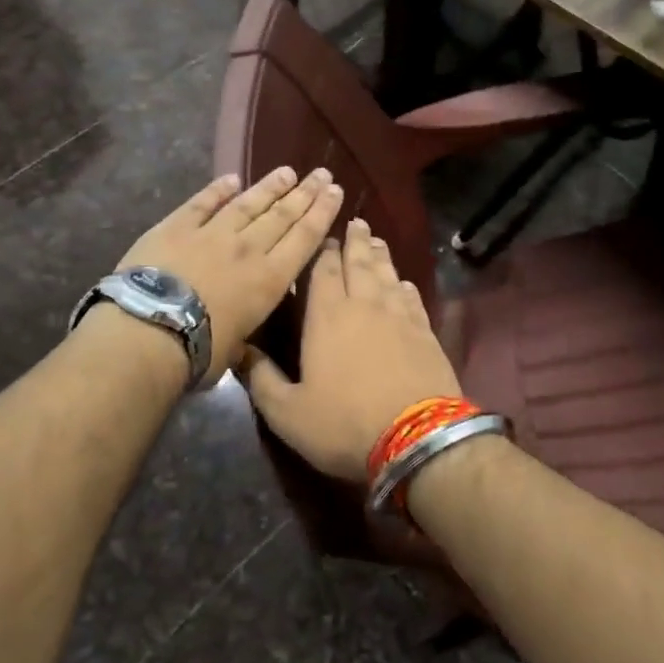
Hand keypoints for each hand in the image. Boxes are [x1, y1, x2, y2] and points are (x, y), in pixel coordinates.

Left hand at [116, 167, 341, 384]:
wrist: (149, 331)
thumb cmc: (200, 351)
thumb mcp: (238, 346)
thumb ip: (246, 325)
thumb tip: (242, 323)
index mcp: (270, 280)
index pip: (304, 238)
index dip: (322, 213)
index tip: (336, 191)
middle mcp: (248, 249)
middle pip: (283, 215)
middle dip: (306, 193)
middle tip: (322, 174)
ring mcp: (212, 233)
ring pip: (248, 203)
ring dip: (270, 186)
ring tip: (287, 172)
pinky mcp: (176, 227)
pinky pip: (202, 203)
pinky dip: (218, 189)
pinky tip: (232, 178)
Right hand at [241, 218, 462, 480]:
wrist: (417, 439)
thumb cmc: (344, 423)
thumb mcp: (287, 412)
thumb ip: (260, 379)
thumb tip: (238, 350)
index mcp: (327, 316)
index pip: (323, 270)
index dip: (322, 250)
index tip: (323, 235)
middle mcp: (365, 305)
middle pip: (359, 263)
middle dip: (355, 241)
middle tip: (355, 223)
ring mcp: (400, 316)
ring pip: (387, 274)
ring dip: (379, 256)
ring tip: (375, 241)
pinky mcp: (425, 332)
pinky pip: (412, 297)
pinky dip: (404, 284)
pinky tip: (403, 282)